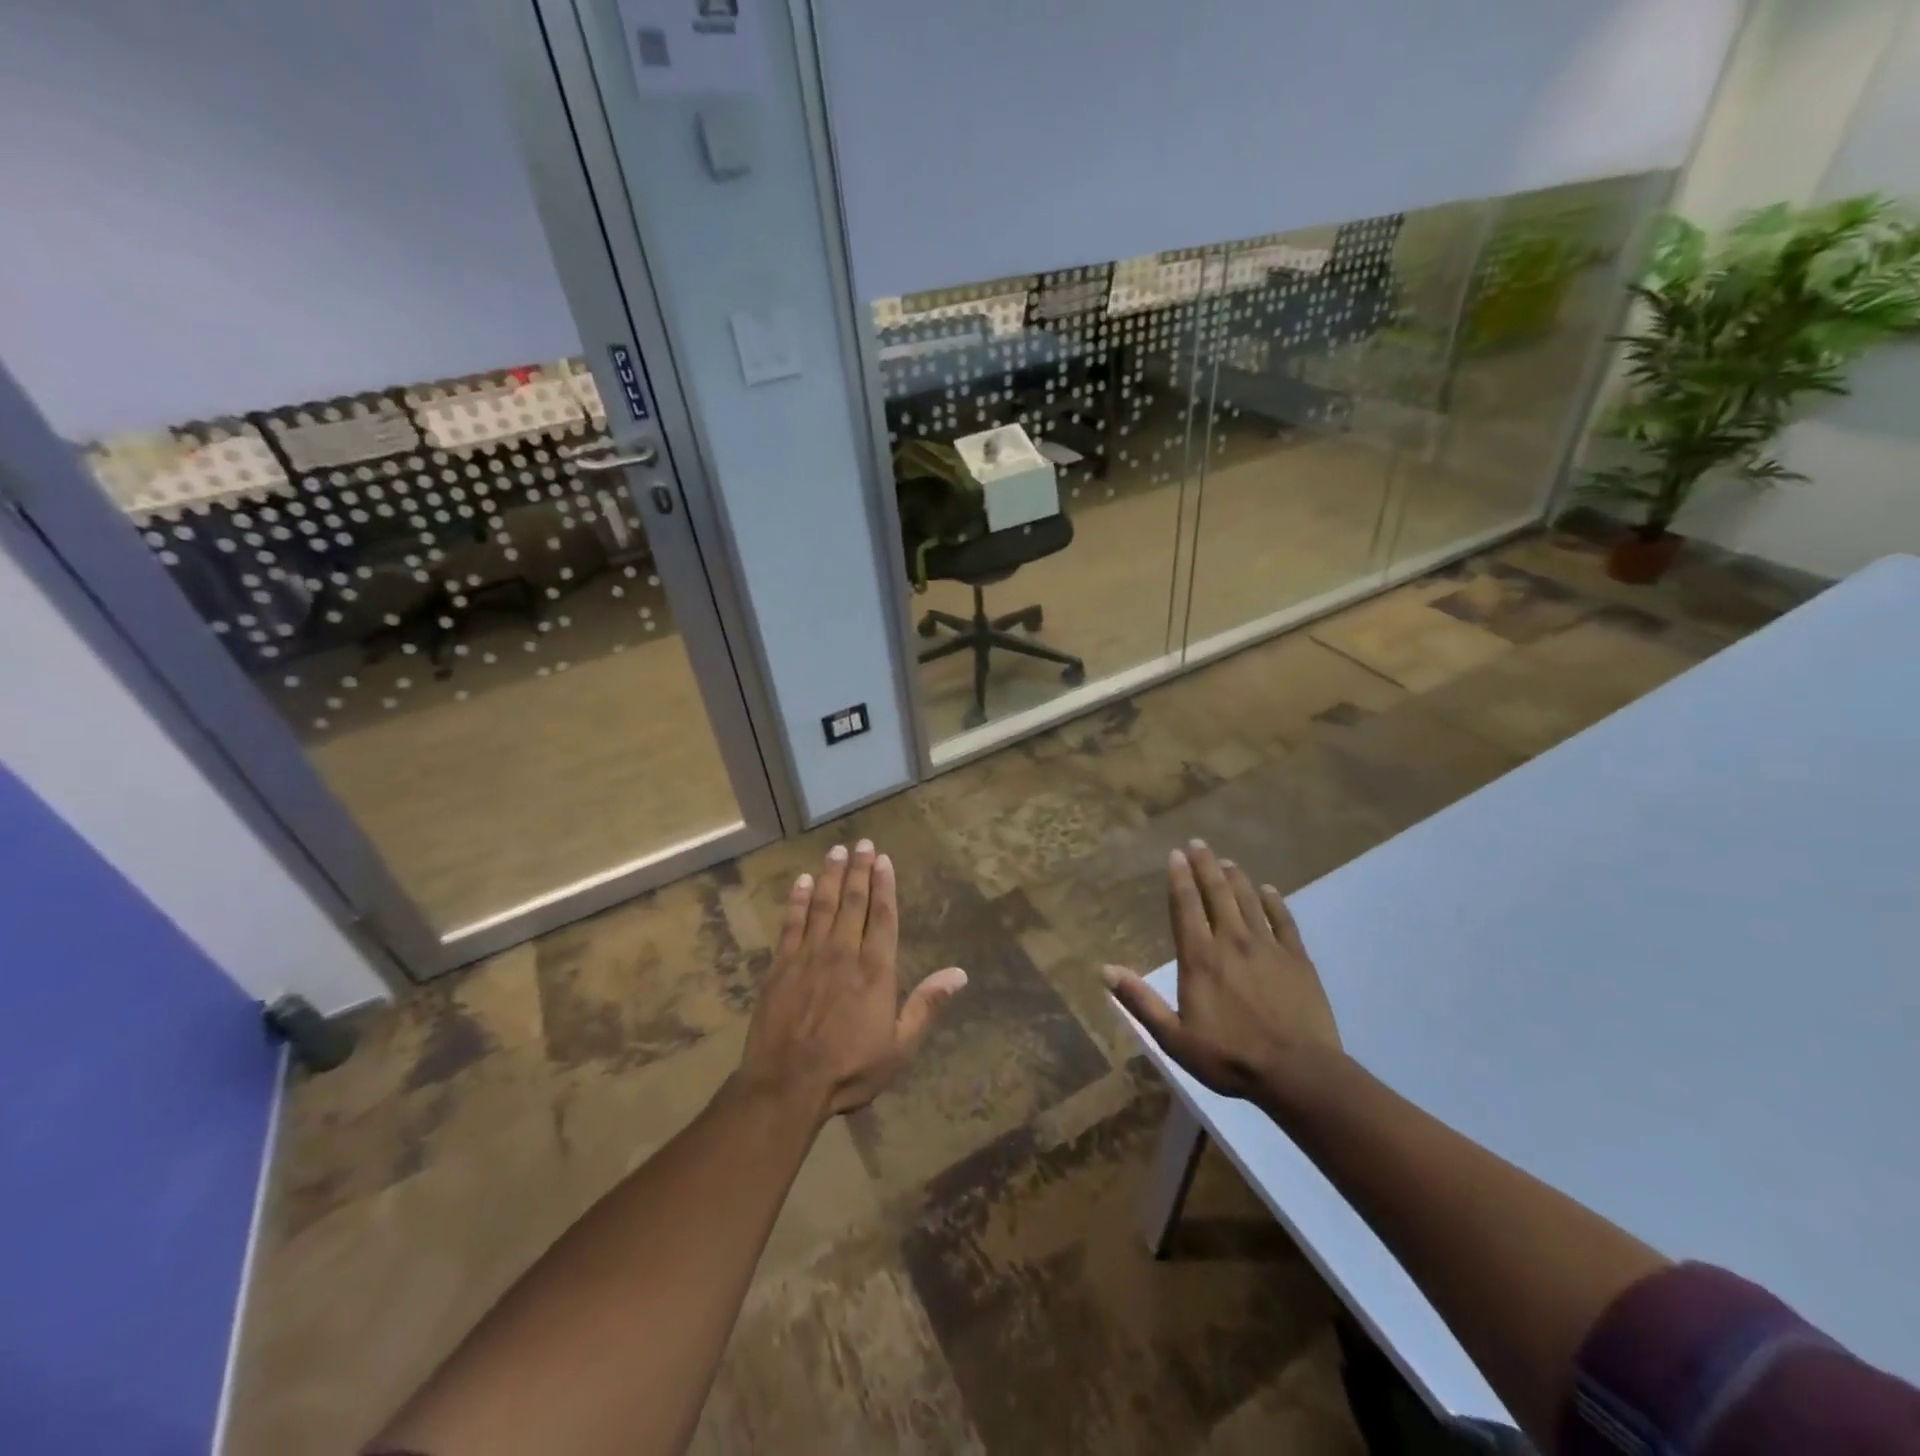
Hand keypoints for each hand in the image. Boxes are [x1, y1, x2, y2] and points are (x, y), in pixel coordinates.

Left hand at [738, 839, 967, 1120]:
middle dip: (860, 870)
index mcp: (875, 970)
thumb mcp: (900, 1047)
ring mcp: (809, 956)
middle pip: (853, 902)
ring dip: (831, 876)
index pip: (882, 917)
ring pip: (823, 905)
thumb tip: (960, 973)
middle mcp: (843, 953)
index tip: (884, 860)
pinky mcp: (781, 966)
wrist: (786, 1085)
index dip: (884, 886)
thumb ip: (927, 1006)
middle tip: (863, 843)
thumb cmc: (849, 1069)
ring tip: (837, 851)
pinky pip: (791, 924)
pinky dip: (797, 900)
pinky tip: (801, 882)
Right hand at [1103, 839, 1340, 1098]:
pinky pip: (1284, 920)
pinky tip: (1269, 890)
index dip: (1179, 878)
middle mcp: (1232, 942)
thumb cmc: (1230, 1057)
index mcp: (1200, 958)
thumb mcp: (1174, 1037)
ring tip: (1227, 861)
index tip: (1175, 854)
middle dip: (1205, 866)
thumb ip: (1140, 1001)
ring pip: (1249, 901)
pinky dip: (1274, 902)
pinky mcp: (1298, 959)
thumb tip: (1105, 970)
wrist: (1298, 1074)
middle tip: (1198, 843)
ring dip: (1236, 878)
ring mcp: (1268, 947)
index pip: (1186, 907)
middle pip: (1217, 894)